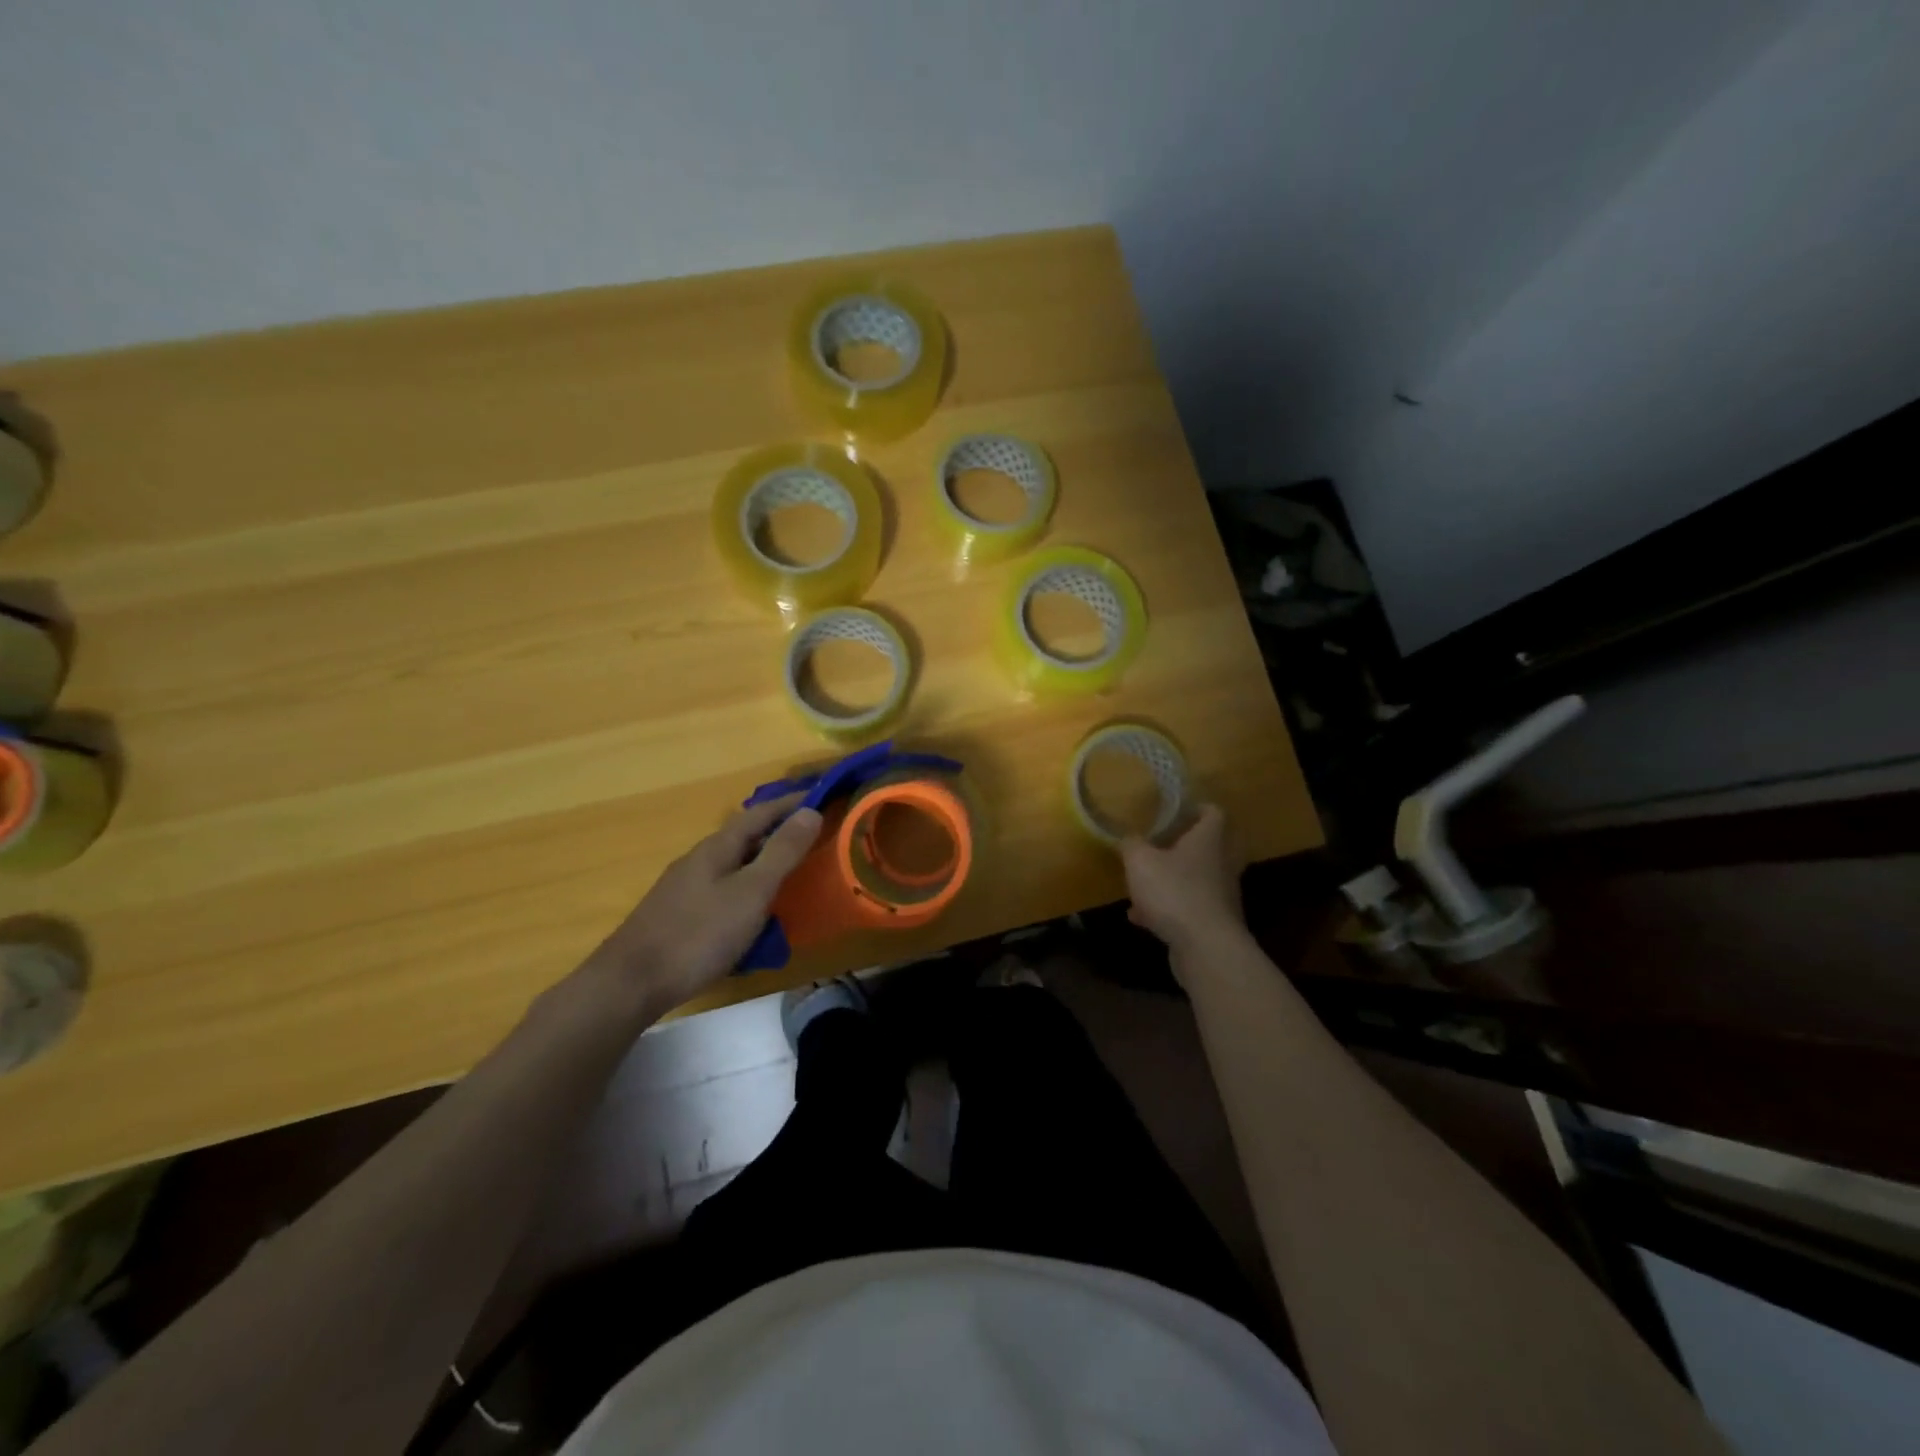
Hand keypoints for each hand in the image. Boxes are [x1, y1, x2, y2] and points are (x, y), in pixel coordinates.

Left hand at [587, 796, 822, 1013]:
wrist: (631, 983)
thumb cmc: (699, 934)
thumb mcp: (751, 891)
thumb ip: (782, 852)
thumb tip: (811, 811)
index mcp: (717, 848)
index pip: (760, 813)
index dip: (790, 803)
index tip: (821, 797)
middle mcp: (699, 860)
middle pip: (745, 837)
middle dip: (778, 833)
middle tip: (814, 837)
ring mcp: (685, 888)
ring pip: (733, 865)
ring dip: (763, 863)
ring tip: (791, 874)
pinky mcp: (679, 915)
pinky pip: (723, 890)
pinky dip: (747, 890)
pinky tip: (754, 912)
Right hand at [1120, 805, 1244, 957]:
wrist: (1206, 947)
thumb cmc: (1174, 891)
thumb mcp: (1140, 861)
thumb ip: (1131, 845)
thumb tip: (1127, 837)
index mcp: (1208, 839)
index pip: (1213, 812)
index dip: (1196, 807)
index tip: (1175, 809)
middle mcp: (1221, 863)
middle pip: (1208, 845)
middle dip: (1183, 845)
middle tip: (1160, 843)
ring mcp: (1221, 894)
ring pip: (1196, 878)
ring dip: (1172, 879)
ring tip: (1143, 884)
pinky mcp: (1214, 922)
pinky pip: (1188, 907)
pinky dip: (1167, 909)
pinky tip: (1141, 918)